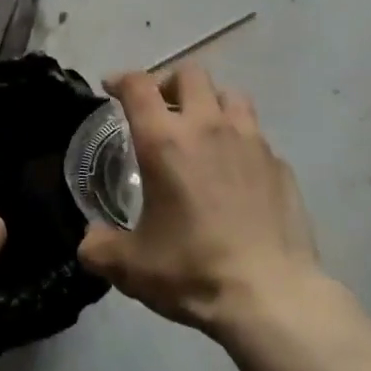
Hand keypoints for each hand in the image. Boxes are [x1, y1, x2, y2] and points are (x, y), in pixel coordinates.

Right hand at [76, 63, 324, 339]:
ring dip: (211, 103)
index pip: (139, 86)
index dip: (122, 79)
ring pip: (231, 96)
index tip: (112, 88)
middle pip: (190, 74)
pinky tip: (236, 173)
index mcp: (166, 142)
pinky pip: (257, 137)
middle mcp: (209, 128)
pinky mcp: (280, 165)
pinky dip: (241, 142)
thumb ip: (99, 247)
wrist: (270, 296)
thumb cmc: (192, 271)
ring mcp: (252, 143)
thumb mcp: (130, 267)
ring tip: (202, 130)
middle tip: (160, 109)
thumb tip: (90, 239)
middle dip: (169, 83)